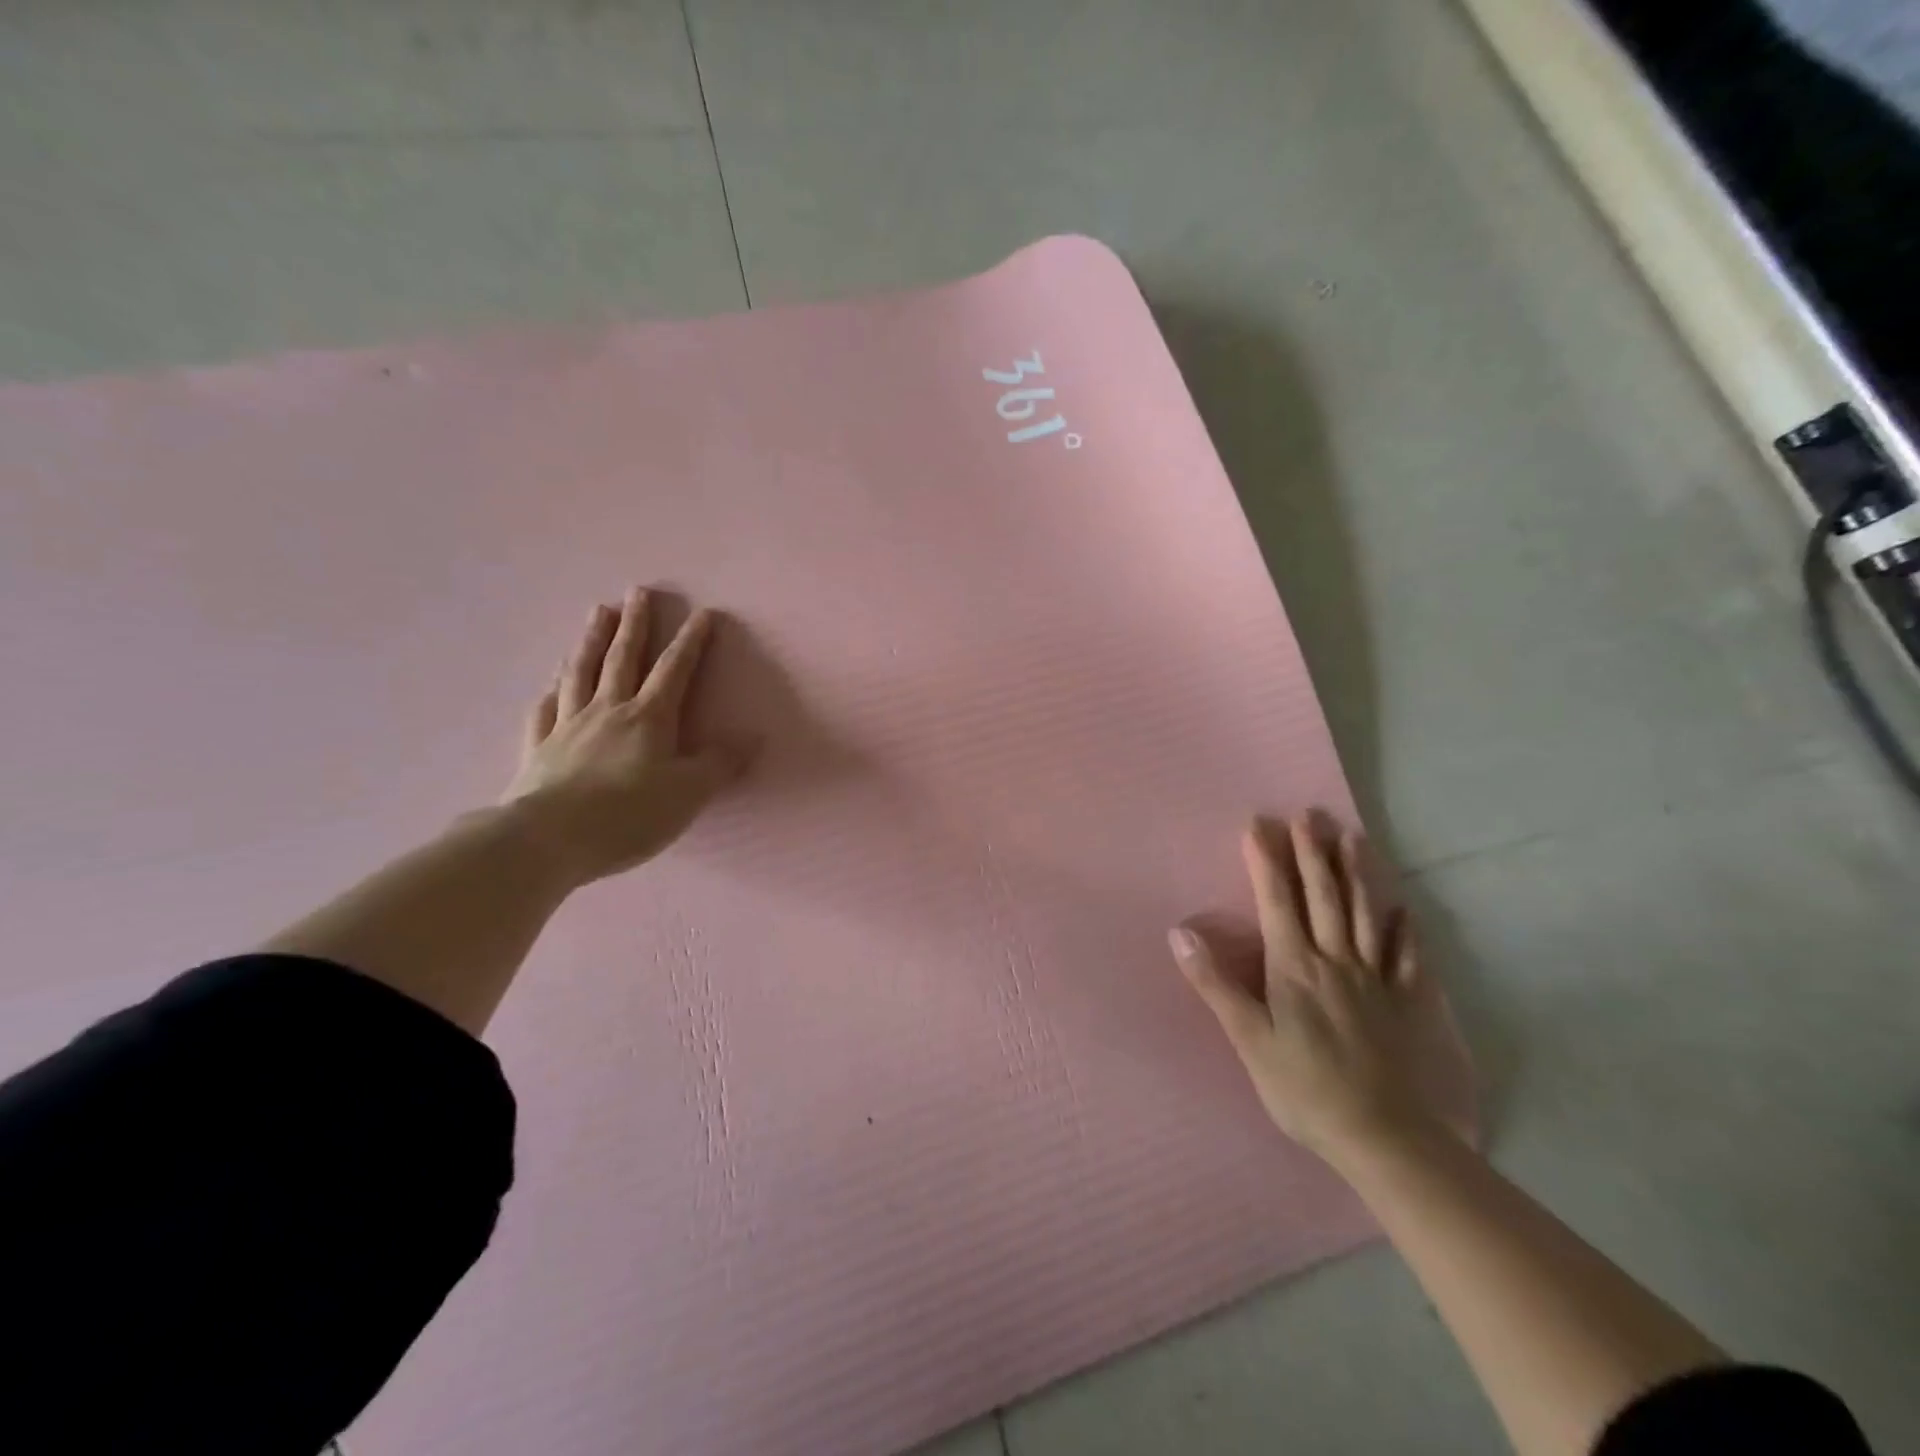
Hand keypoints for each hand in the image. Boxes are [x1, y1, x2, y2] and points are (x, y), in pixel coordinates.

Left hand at [503, 587, 745, 887]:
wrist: (548, 840)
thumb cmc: (629, 815)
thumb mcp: (689, 793)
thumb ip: (721, 764)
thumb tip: (753, 738)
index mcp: (649, 718)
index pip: (674, 670)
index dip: (692, 642)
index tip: (703, 614)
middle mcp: (608, 711)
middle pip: (622, 658)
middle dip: (635, 624)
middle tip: (638, 591)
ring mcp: (568, 726)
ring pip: (580, 672)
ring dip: (591, 640)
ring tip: (597, 612)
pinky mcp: (539, 749)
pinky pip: (544, 711)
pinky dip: (550, 692)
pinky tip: (550, 685)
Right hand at [1169, 813, 1445, 1163]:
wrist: (1388, 1139)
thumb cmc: (1306, 1090)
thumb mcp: (1249, 1040)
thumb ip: (1216, 984)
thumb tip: (1180, 933)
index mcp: (1294, 968)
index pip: (1277, 901)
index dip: (1266, 860)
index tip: (1258, 823)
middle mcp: (1336, 962)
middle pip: (1324, 897)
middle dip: (1312, 853)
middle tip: (1308, 814)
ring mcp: (1378, 981)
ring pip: (1367, 915)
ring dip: (1358, 873)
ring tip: (1353, 837)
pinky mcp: (1409, 1004)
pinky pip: (1408, 958)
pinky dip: (1405, 930)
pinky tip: (1405, 909)